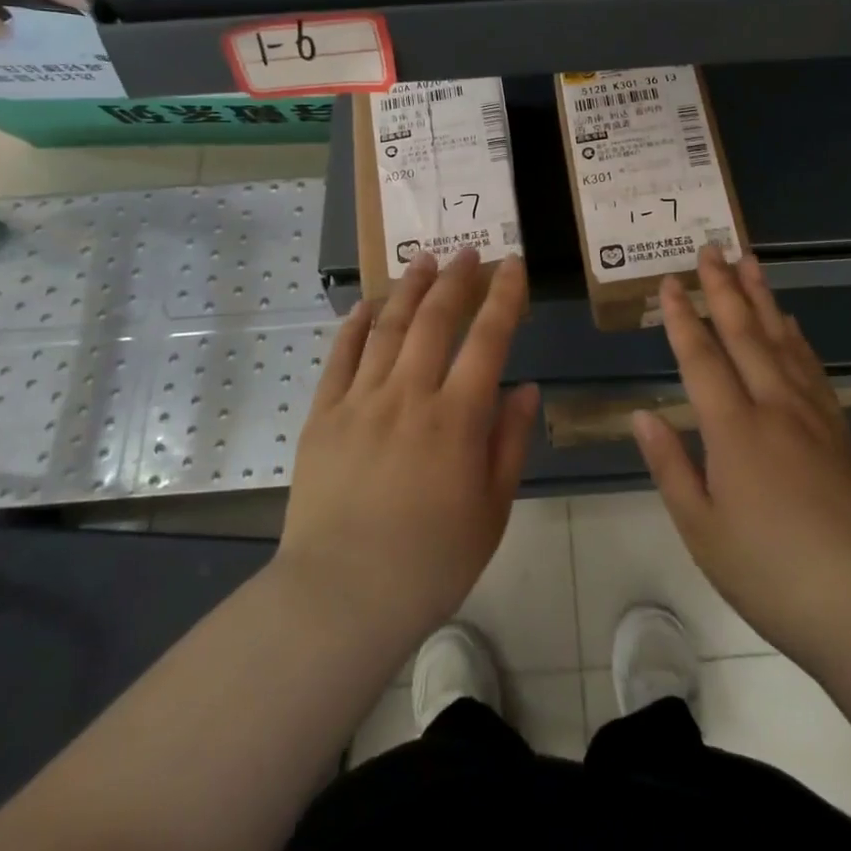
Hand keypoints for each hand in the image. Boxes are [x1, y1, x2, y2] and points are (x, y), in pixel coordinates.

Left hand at [277, 249, 538, 654]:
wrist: (340, 597)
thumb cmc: (430, 562)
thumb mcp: (491, 511)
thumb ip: (509, 443)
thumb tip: (526, 389)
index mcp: (456, 419)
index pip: (488, 340)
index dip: (504, 297)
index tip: (513, 265)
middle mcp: (409, 396)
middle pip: (435, 320)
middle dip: (456, 280)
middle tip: (468, 252)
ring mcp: (361, 401)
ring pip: (388, 328)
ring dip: (409, 290)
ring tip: (423, 260)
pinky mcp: (323, 416)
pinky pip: (340, 358)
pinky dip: (355, 326)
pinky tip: (366, 305)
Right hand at [634, 249, 850, 668]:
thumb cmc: (770, 573)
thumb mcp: (702, 529)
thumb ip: (670, 466)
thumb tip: (642, 415)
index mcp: (734, 430)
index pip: (701, 358)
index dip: (683, 318)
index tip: (670, 281)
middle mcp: (773, 408)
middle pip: (744, 334)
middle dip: (724, 288)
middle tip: (711, 247)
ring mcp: (812, 416)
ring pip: (782, 341)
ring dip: (762, 298)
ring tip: (751, 262)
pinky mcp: (839, 431)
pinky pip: (813, 369)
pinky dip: (797, 338)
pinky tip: (791, 324)